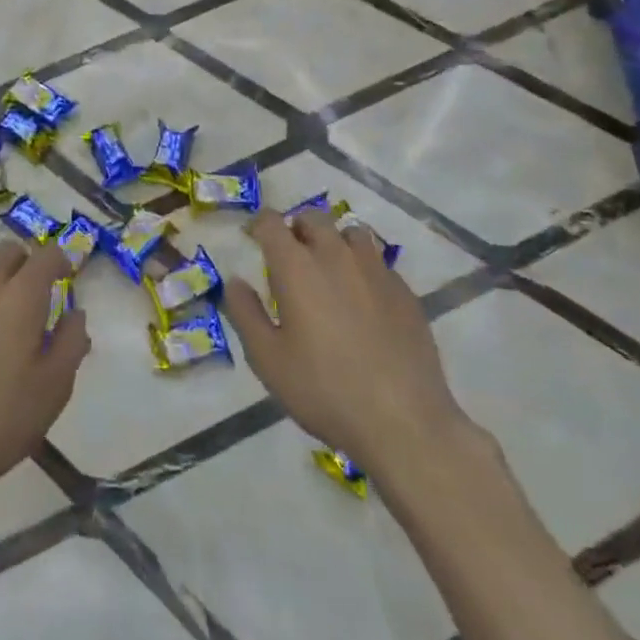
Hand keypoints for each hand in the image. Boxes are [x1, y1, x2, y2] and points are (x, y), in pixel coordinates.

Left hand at [0, 241, 88, 571]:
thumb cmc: (0, 420)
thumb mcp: (54, 388)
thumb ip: (71, 342)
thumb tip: (75, 312)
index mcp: (20, 297)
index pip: (46, 254)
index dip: (60, 259)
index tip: (67, 275)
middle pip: (8, 251)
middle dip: (26, 263)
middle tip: (34, 295)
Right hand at [223, 209, 470, 468]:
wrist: (404, 421)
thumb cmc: (324, 389)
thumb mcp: (267, 359)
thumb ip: (245, 313)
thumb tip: (235, 281)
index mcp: (296, 266)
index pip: (270, 222)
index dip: (258, 225)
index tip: (253, 239)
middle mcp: (335, 255)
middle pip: (313, 218)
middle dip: (296, 228)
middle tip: (290, 257)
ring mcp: (375, 270)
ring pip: (351, 233)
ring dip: (334, 242)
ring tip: (330, 272)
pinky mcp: (405, 291)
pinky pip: (378, 262)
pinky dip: (364, 269)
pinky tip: (363, 301)